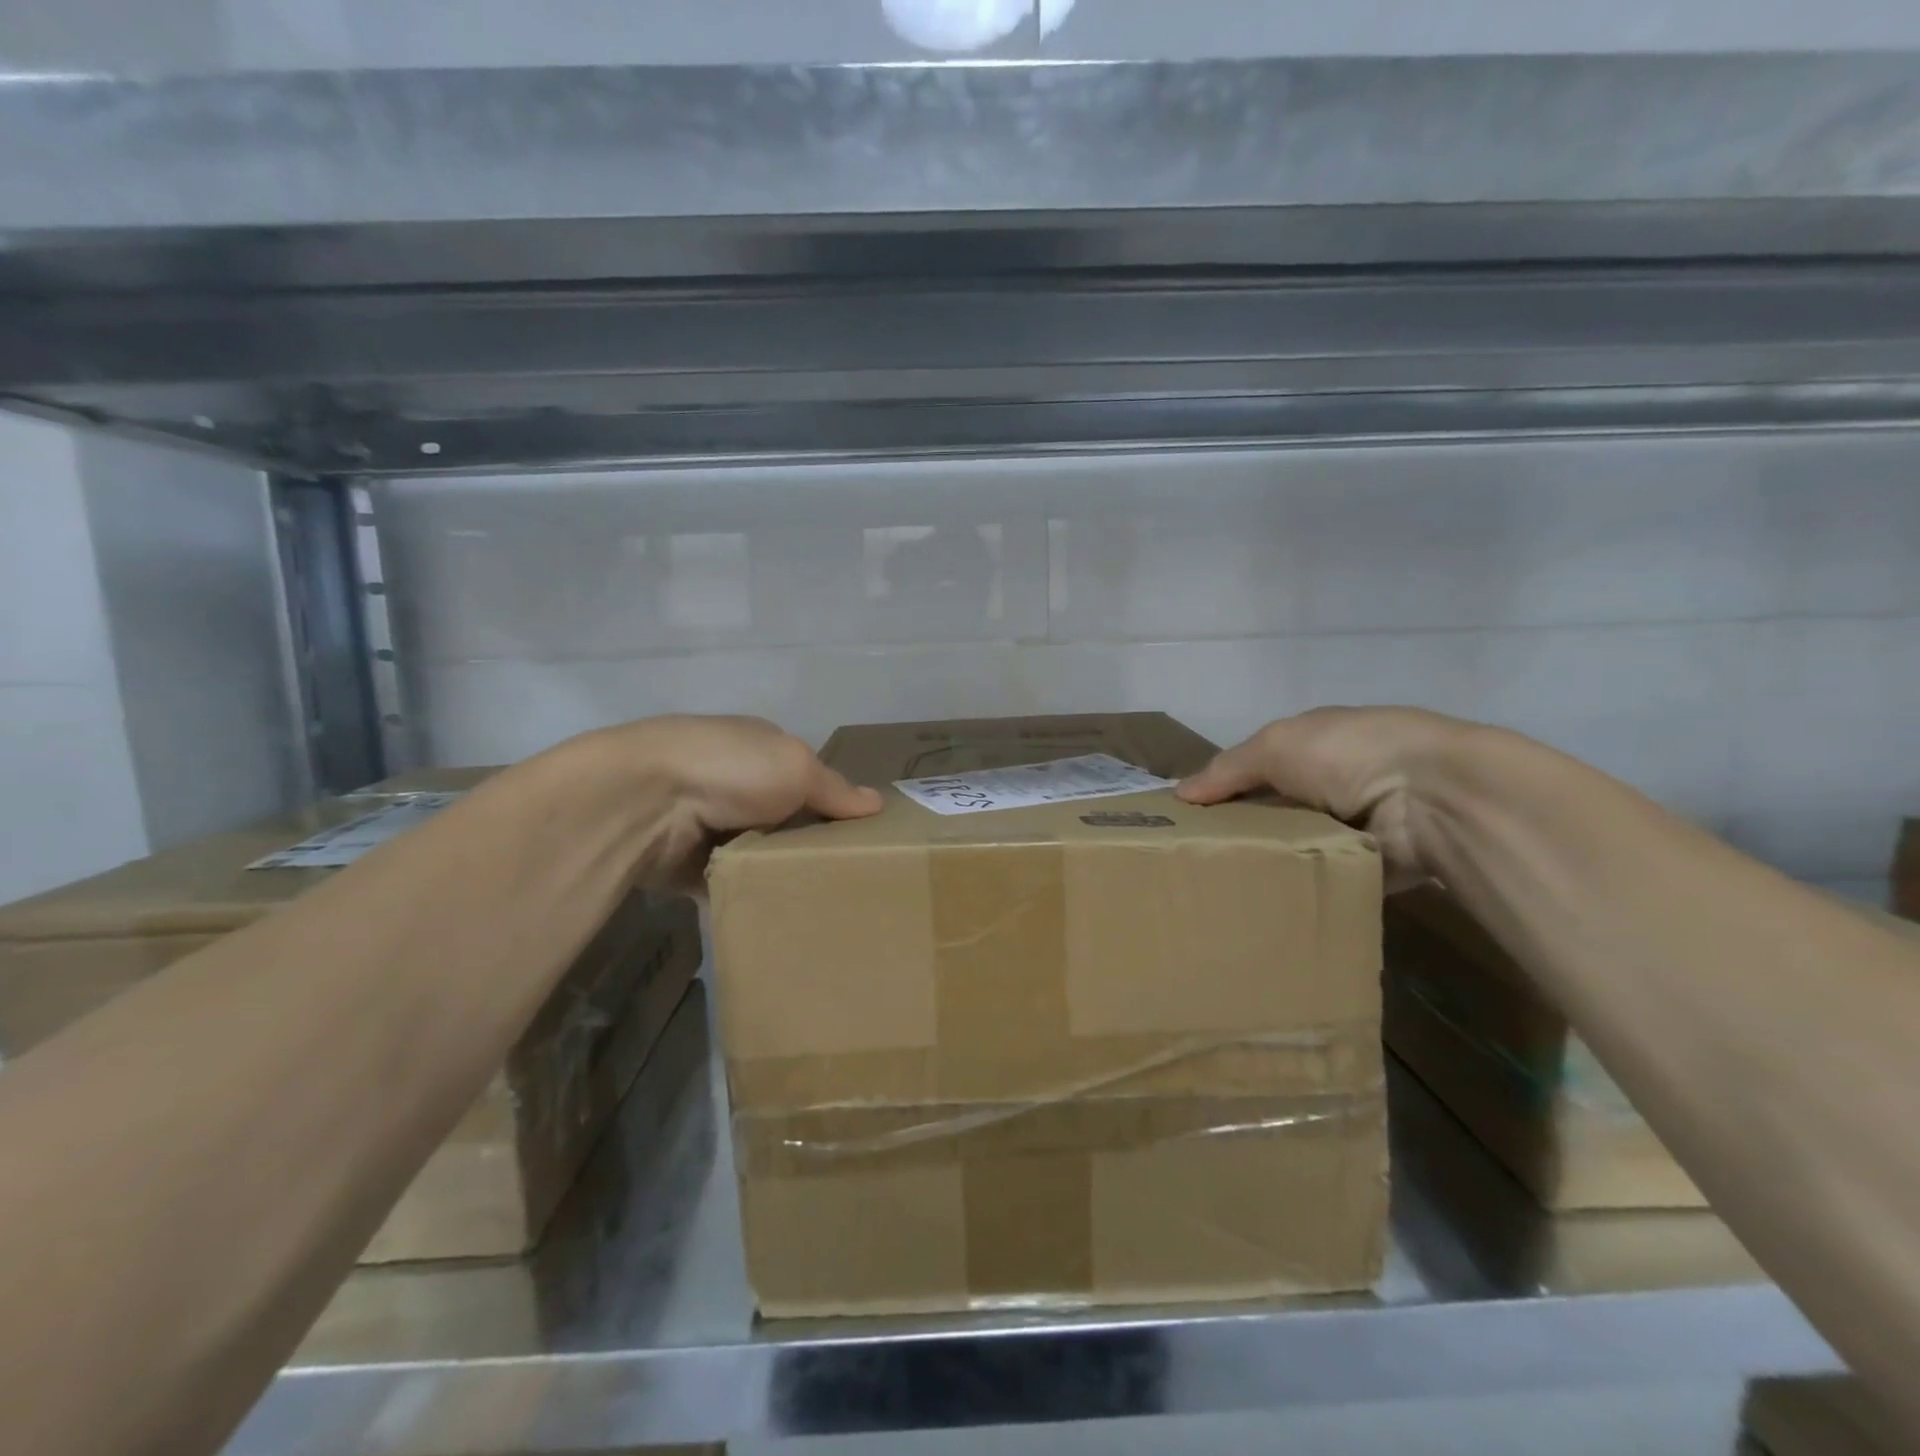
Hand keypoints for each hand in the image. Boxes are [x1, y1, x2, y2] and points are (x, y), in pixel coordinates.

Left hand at [561, 715, 881, 892]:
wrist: (643, 801)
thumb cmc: (730, 768)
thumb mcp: (797, 767)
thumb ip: (836, 790)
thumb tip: (877, 803)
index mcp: (760, 749)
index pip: (807, 778)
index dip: (834, 805)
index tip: (863, 838)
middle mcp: (734, 783)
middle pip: (785, 820)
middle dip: (810, 845)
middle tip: (849, 880)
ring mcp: (708, 824)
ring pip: (759, 855)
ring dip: (780, 874)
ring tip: (822, 905)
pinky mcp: (689, 866)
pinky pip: (731, 885)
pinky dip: (749, 897)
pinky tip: (779, 916)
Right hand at [1176, 707, 1474, 889]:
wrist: (1435, 798)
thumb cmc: (1346, 754)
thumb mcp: (1274, 747)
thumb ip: (1227, 769)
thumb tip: (1180, 793)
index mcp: (1316, 744)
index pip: (1260, 765)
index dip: (1225, 787)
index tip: (1190, 817)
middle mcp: (1338, 781)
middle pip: (1277, 808)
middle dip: (1243, 828)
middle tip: (1199, 860)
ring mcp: (1359, 824)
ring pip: (1299, 846)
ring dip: (1272, 860)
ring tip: (1224, 888)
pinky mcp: (1375, 866)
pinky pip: (1326, 878)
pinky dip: (1304, 888)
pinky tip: (1267, 902)